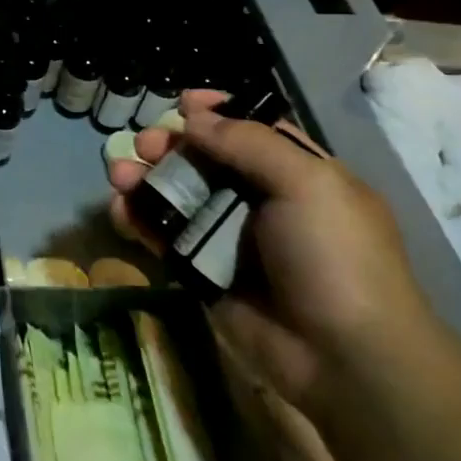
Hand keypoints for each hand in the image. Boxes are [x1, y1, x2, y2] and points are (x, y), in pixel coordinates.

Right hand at [106, 90, 437, 413]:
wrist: (343, 358)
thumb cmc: (333, 256)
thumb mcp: (306, 183)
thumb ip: (247, 143)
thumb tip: (194, 117)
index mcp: (298, 173)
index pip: (251, 129)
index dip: (216, 112)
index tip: (181, 102)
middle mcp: (261, 200)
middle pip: (204, 160)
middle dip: (170, 146)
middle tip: (144, 145)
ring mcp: (229, 238)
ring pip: (176, 197)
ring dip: (144, 180)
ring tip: (118, 173)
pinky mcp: (202, 272)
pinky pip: (162, 238)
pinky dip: (137, 220)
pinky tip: (118, 210)